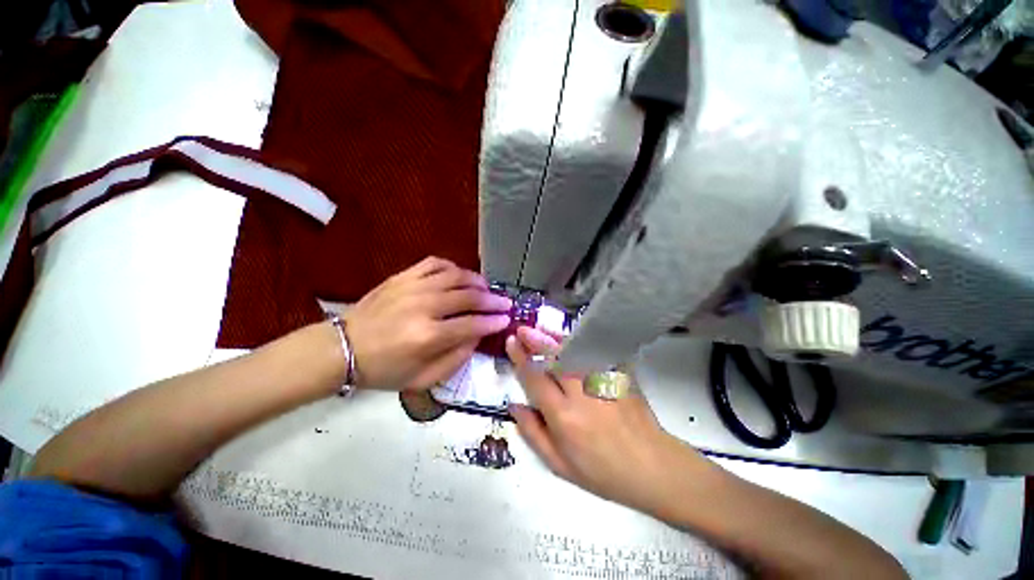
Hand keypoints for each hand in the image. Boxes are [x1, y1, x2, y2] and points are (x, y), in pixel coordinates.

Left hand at [344, 257, 511, 390]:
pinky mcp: (402, 277)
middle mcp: (423, 306)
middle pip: (468, 296)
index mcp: (428, 336)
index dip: (493, 322)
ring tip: (487, 287)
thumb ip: (455, 359)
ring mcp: (412, 287)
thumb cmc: (383, 369)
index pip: (472, 324)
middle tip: (505, 302)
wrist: (342, 348)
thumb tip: (477, 337)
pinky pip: (434, 263)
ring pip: (455, 276)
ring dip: (477, 280)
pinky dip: (452, 267)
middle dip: (492, 300)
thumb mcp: (422, 379)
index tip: (506, 319)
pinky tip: (459, 275)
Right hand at [506, 326, 715, 518]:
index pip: (535, 379)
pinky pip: (596, 353)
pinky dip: (580, 343)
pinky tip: (570, 337)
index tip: (511, 343)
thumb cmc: (603, 472)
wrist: (653, 467)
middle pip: (554, 358)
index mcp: (564, 417)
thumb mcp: (560, 465)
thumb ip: (533, 433)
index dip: (520, 358)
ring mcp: (604, 381)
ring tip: (540, 328)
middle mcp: (582, 394)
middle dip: (535, 341)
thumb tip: (514, 406)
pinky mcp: (620, 376)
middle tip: (521, 329)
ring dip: (554, 338)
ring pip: (574, 351)